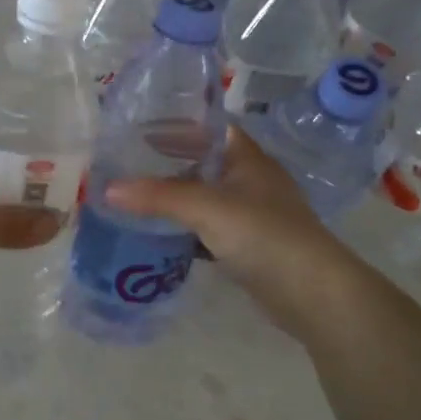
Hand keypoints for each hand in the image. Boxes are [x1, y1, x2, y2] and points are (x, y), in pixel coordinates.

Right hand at [104, 125, 367, 338]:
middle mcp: (249, 180)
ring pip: (202, 198)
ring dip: (172, 199)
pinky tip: (155, 235)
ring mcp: (250, 214)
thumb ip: (158, 196)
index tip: (136, 129)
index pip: (207, 129)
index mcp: (246, 157)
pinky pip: (206, 229)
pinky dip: (183, 229)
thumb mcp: (207, 208)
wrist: (313, 293)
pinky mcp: (246, 246)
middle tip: (123, 165)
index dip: (175, 125)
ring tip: (131, 198)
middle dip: (165, 164)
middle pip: (201, 163)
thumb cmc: (264, 234)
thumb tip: (107, 189)